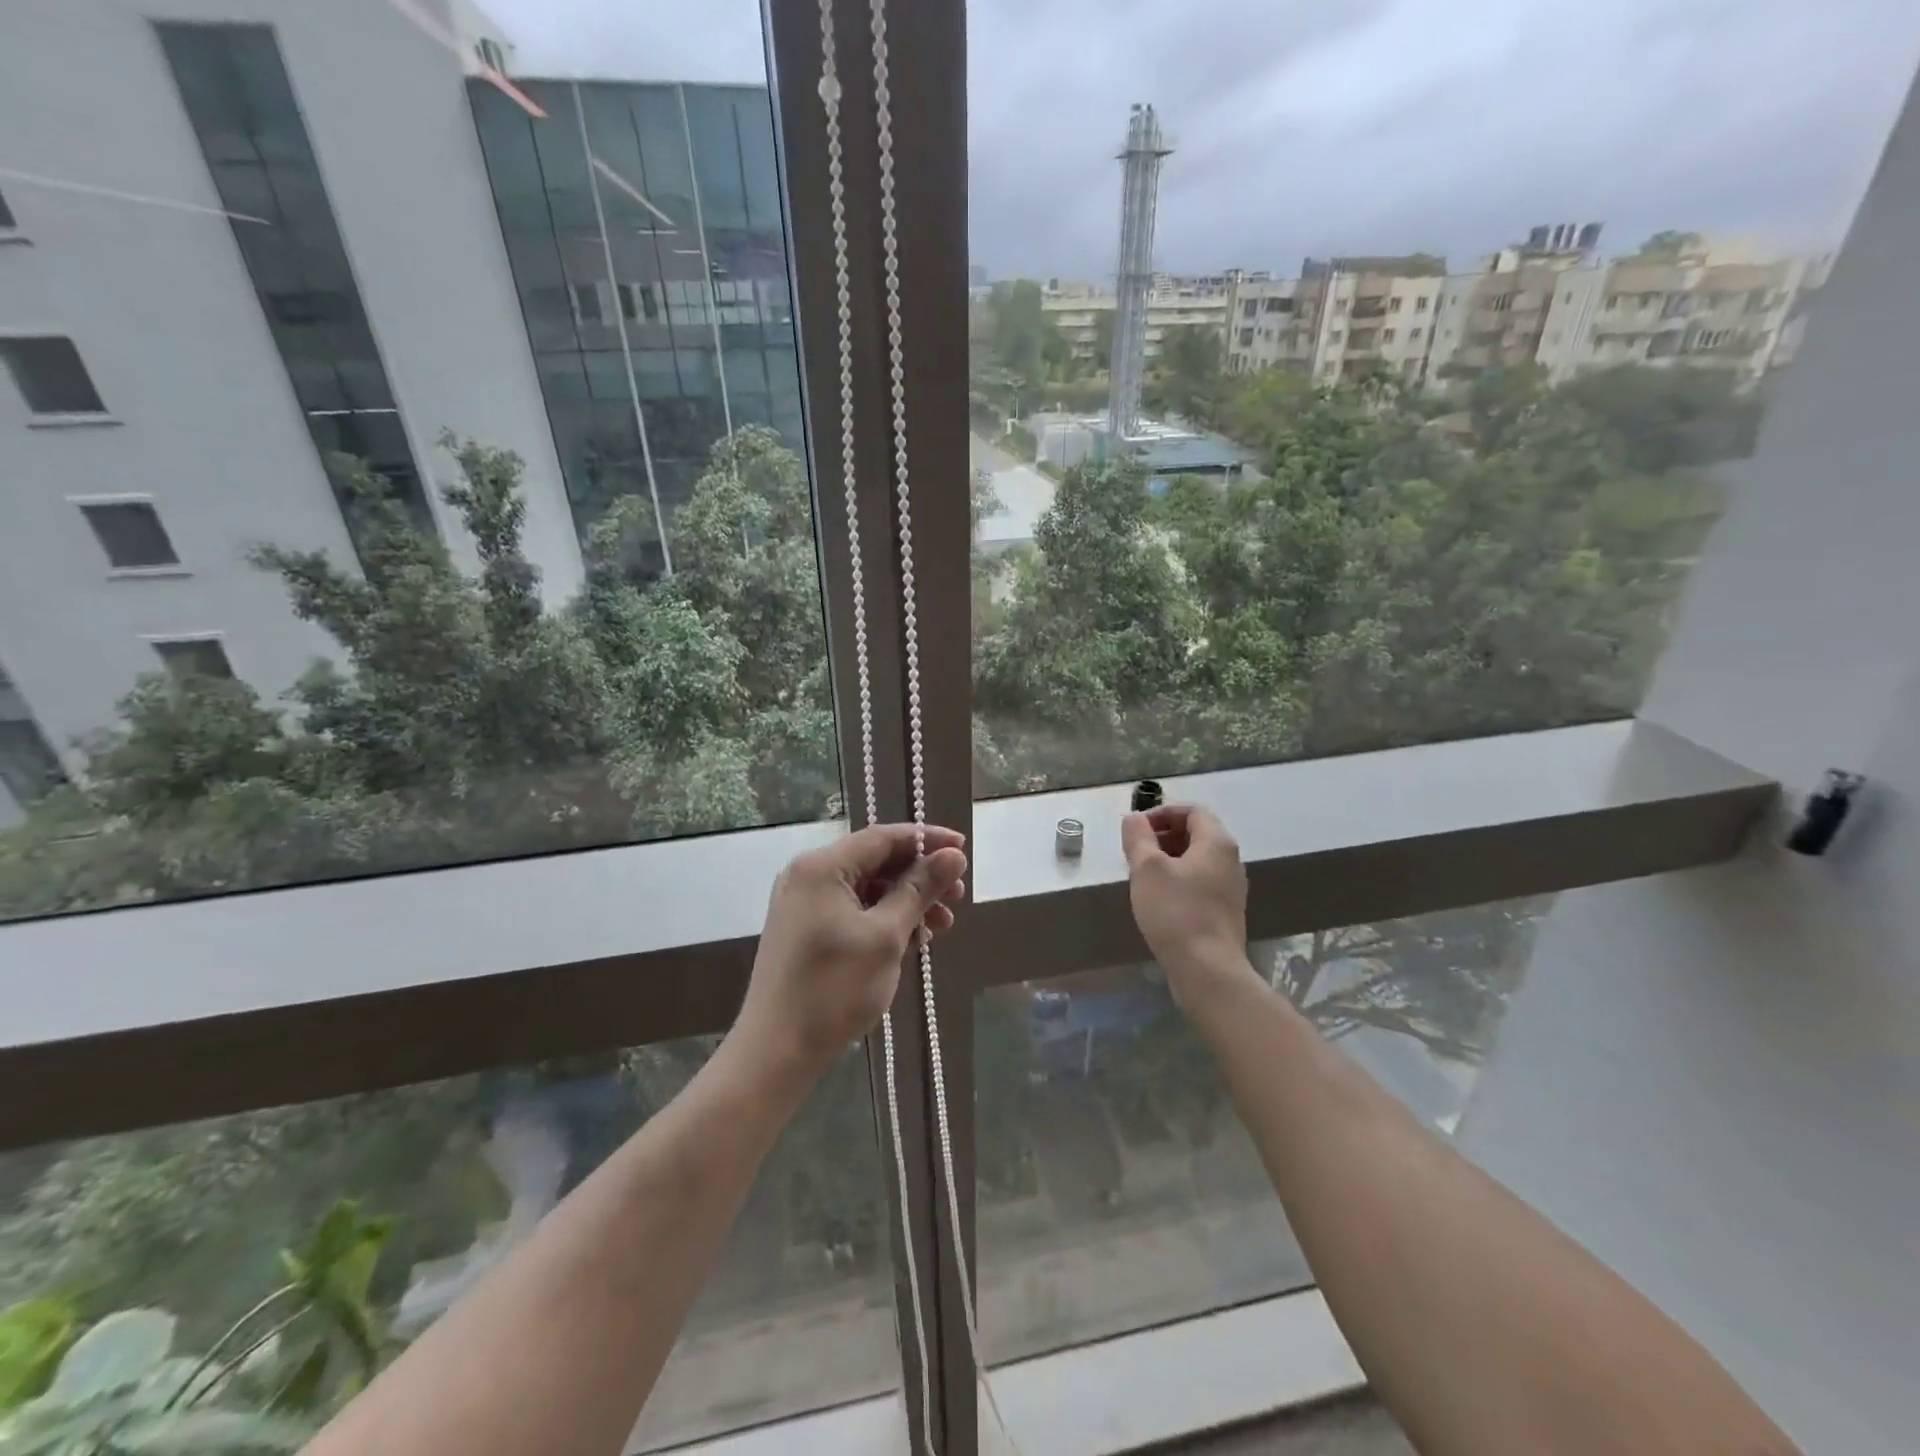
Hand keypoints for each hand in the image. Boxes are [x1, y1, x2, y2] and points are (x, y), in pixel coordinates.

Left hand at [735, 823, 967, 1077]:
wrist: (776, 1052)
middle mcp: (808, 875)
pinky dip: (884, 919)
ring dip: (907, 902)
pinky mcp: (805, 930)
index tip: (963, 849)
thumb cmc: (834, 989)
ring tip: (942, 925)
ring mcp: (804, 904)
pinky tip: (914, 938)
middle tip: (958, 895)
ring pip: (867, 888)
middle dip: (920, 876)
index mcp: (821, 866)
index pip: (882, 837)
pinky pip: (853, 910)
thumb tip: (953, 856)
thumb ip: (920, 890)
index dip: (926, 840)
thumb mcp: (886, 936)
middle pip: (875, 862)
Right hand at [1121, 805, 1250, 1007]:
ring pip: (1197, 860)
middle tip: (1135, 851)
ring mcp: (1231, 889)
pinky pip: (1200, 883)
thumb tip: (1134, 818)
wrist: (1207, 970)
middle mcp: (1231, 861)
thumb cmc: (1176, 911)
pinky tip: (1158, 899)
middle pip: (1196, 834)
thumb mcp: (1147, 868)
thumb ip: (1138, 837)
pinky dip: (1178, 880)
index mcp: (1217, 843)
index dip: (1162, 813)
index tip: (1136, 828)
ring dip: (1168, 859)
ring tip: (1142, 875)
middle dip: (1163, 835)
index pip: (1193, 811)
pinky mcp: (1225, 912)